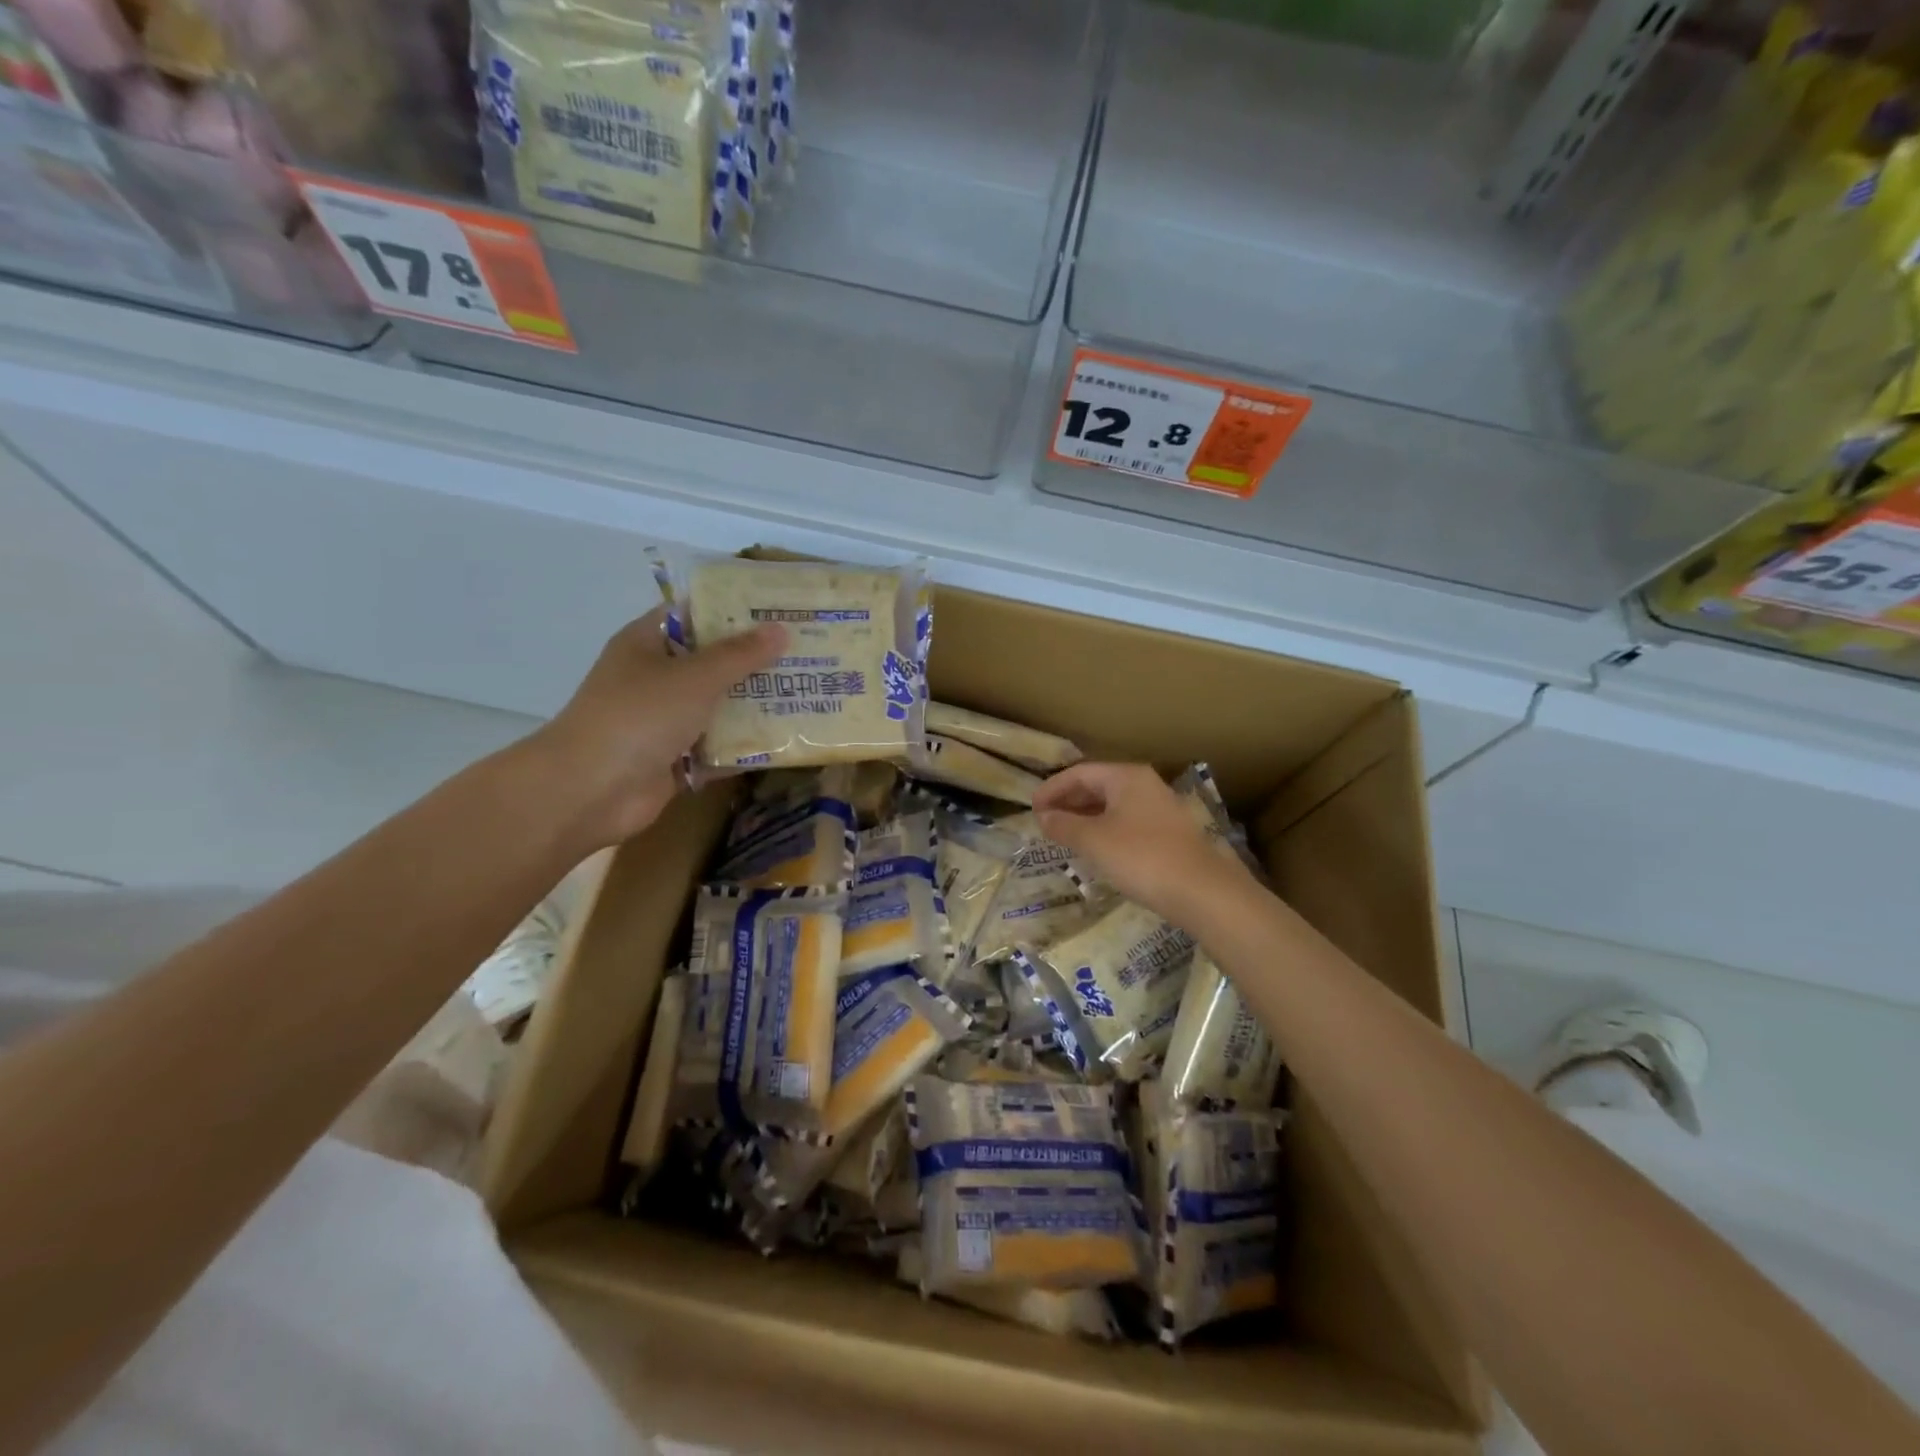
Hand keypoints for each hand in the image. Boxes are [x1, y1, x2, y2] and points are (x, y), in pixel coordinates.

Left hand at [527, 607, 786, 848]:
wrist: (591, 790)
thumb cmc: (639, 716)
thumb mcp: (695, 676)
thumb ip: (741, 654)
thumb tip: (782, 629)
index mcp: (647, 644)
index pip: (693, 615)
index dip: (732, 610)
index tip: (777, 610)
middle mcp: (654, 678)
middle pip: (710, 662)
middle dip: (754, 661)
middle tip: (804, 654)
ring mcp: (662, 721)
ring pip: (716, 706)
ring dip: (753, 705)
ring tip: (805, 694)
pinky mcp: (673, 759)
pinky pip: (716, 747)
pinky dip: (743, 746)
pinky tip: (784, 741)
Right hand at [1033, 762, 1255, 928]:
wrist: (1201, 891)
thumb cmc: (1141, 857)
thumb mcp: (1093, 840)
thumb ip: (1064, 825)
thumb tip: (1044, 816)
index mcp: (1126, 777)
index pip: (1080, 773)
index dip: (1052, 788)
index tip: (1032, 808)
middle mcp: (1145, 785)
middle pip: (1098, 785)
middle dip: (1068, 802)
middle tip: (1044, 821)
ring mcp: (1160, 808)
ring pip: (1113, 805)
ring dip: (1085, 817)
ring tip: (1064, 836)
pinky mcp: (1169, 833)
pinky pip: (1127, 822)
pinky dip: (1104, 830)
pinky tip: (1096, 850)